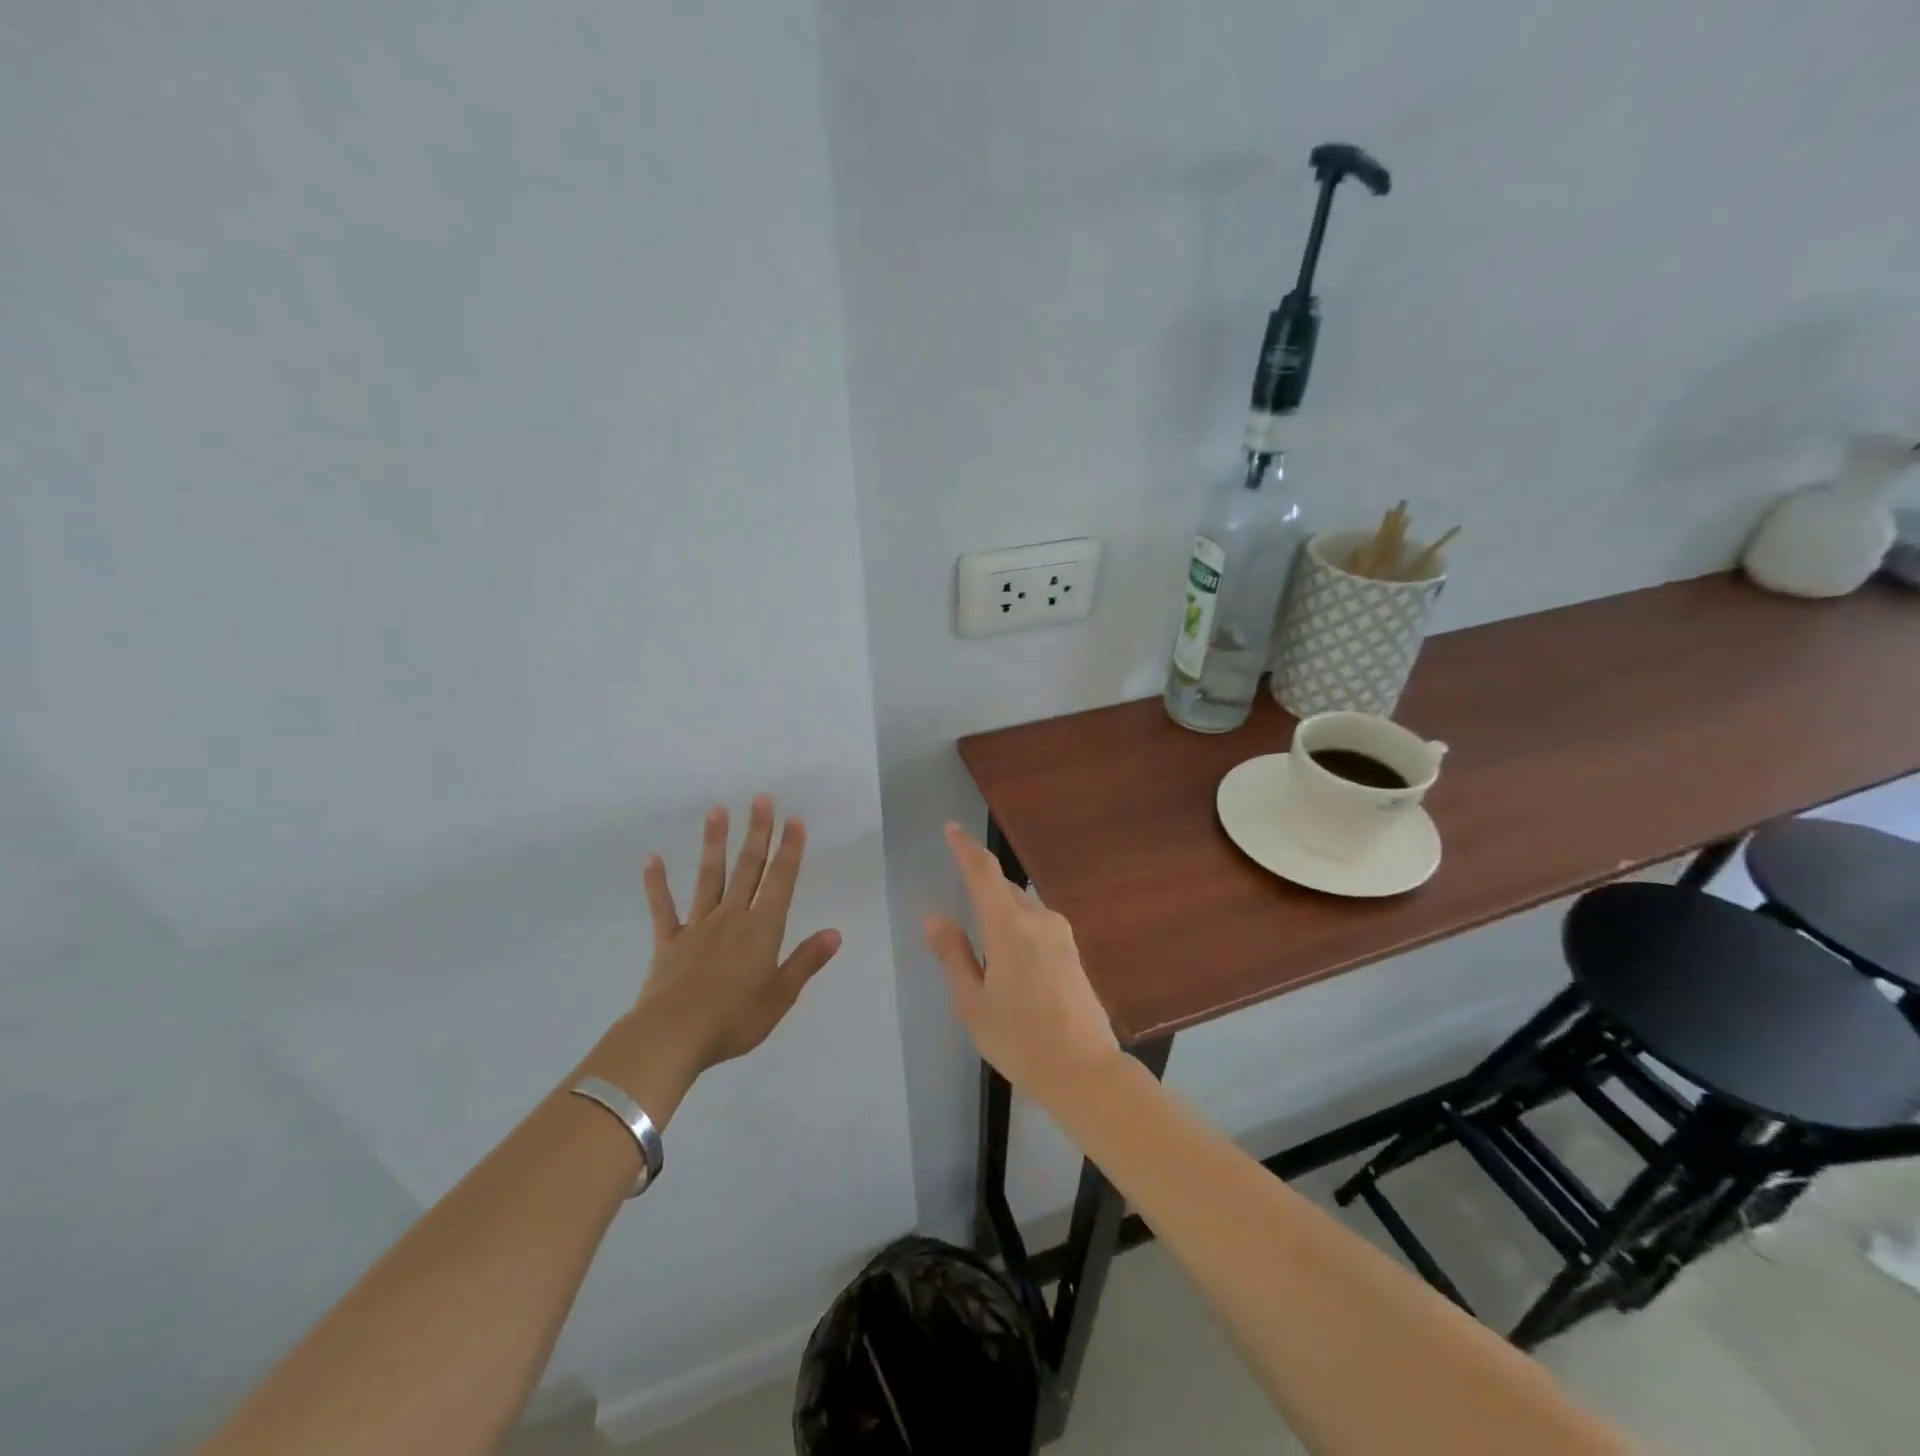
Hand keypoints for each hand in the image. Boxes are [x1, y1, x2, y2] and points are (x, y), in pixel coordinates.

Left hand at [587, 797, 841, 1124]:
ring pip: (709, 877)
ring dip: (714, 843)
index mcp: (762, 929)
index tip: (795, 820)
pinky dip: (657, 884)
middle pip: (748, 868)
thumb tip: (835, 932)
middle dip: (757, 832)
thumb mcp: (781, 995)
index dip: (790, 850)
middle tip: (761, 799)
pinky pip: (663, 908)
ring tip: (717, 810)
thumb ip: (806, 961)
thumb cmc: (734, 1019)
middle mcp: (732, 918)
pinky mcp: (669, 942)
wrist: (672, 1036)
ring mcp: (698, 926)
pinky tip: (653, 859)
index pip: (781, 881)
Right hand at [923, 822, 1120, 1107]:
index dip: (966, 848)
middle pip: (1004, 890)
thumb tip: (935, 917)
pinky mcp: (1074, 951)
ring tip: (987, 958)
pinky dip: (1018, 931)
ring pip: (1022, 908)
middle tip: (962, 926)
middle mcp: (1040, 920)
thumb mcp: (973, 1004)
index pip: (984, 873)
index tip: (951, 829)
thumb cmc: (1020, 1041)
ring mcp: (1062, 934)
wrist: (1085, 1072)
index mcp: (1010, 929)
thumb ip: (953, 955)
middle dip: (982, 892)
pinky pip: (1037, 926)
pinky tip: (1013, 967)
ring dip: (1001, 916)